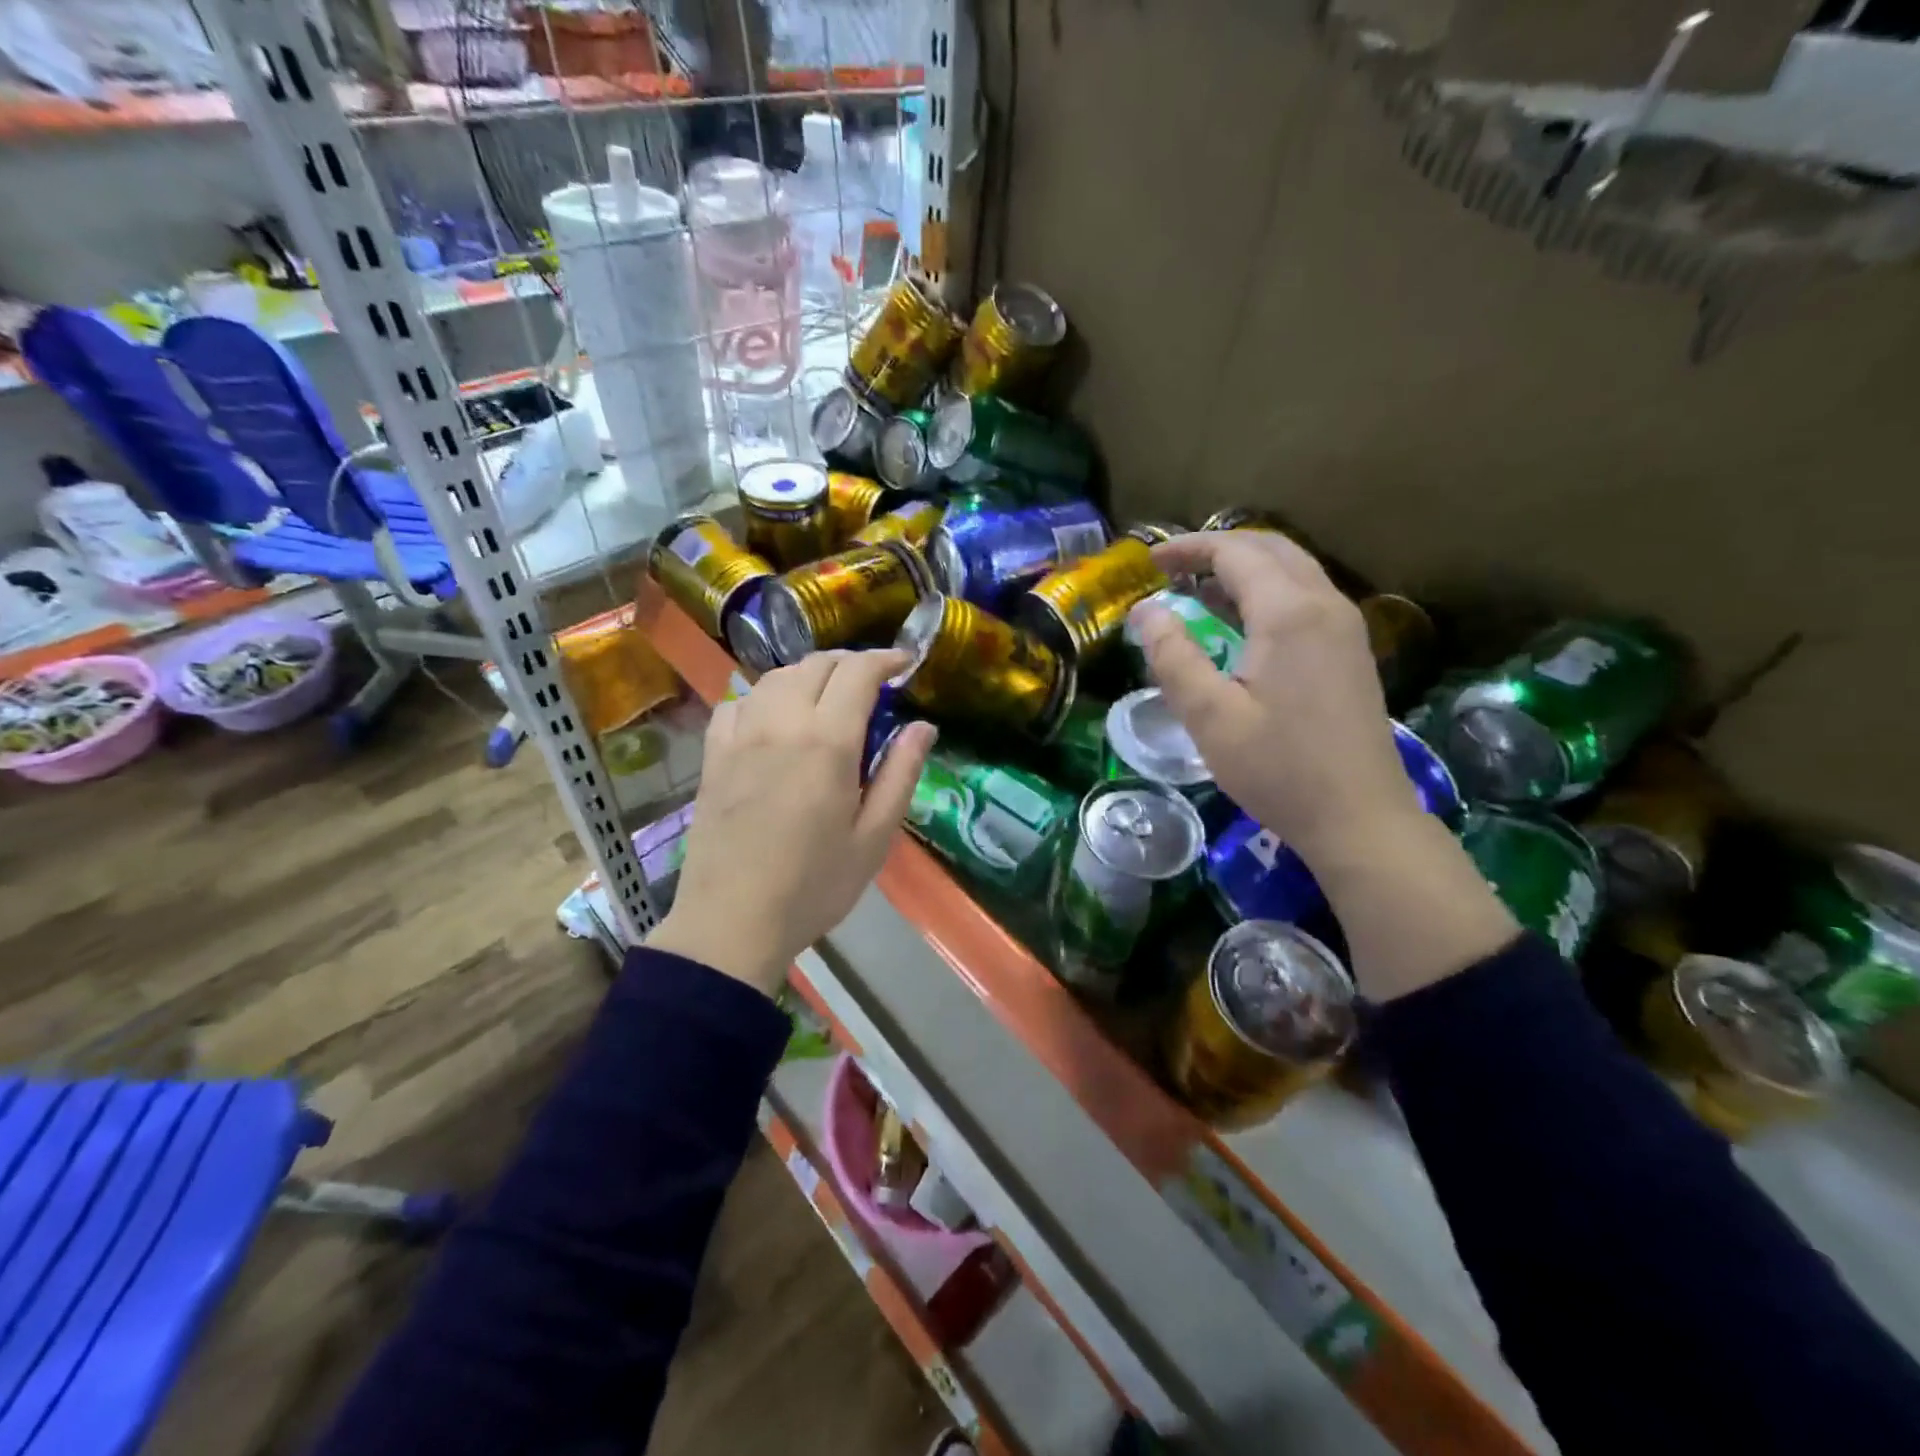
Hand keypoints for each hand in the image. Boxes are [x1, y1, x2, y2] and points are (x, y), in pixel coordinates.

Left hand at [647, 651, 936, 997]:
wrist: (732, 922)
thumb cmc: (815, 885)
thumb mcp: (874, 836)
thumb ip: (900, 773)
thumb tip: (923, 726)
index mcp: (827, 741)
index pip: (858, 672)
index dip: (885, 659)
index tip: (904, 664)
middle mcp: (781, 722)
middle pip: (816, 664)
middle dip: (850, 664)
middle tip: (872, 684)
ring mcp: (740, 735)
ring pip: (776, 677)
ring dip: (809, 675)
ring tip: (827, 698)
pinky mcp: (712, 754)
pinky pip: (738, 702)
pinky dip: (764, 697)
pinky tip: (774, 719)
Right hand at [1130, 531, 1422, 865]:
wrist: (1360, 818)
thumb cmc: (1279, 769)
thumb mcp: (1210, 718)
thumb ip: (1174, 656)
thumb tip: (1145, 611)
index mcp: (1289, 613)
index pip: (1235, 552)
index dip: (1188, 548)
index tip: (1149, 561)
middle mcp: (1325, 604)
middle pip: (1270, 549)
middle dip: (1217, 549)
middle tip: (1172, 569)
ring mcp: (1346, 626)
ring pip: (1293, 570)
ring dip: (1244, 568)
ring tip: (1197, 590)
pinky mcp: (1351, 651)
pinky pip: (1306, 597)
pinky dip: (1267, 592)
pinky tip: (1240, 624)